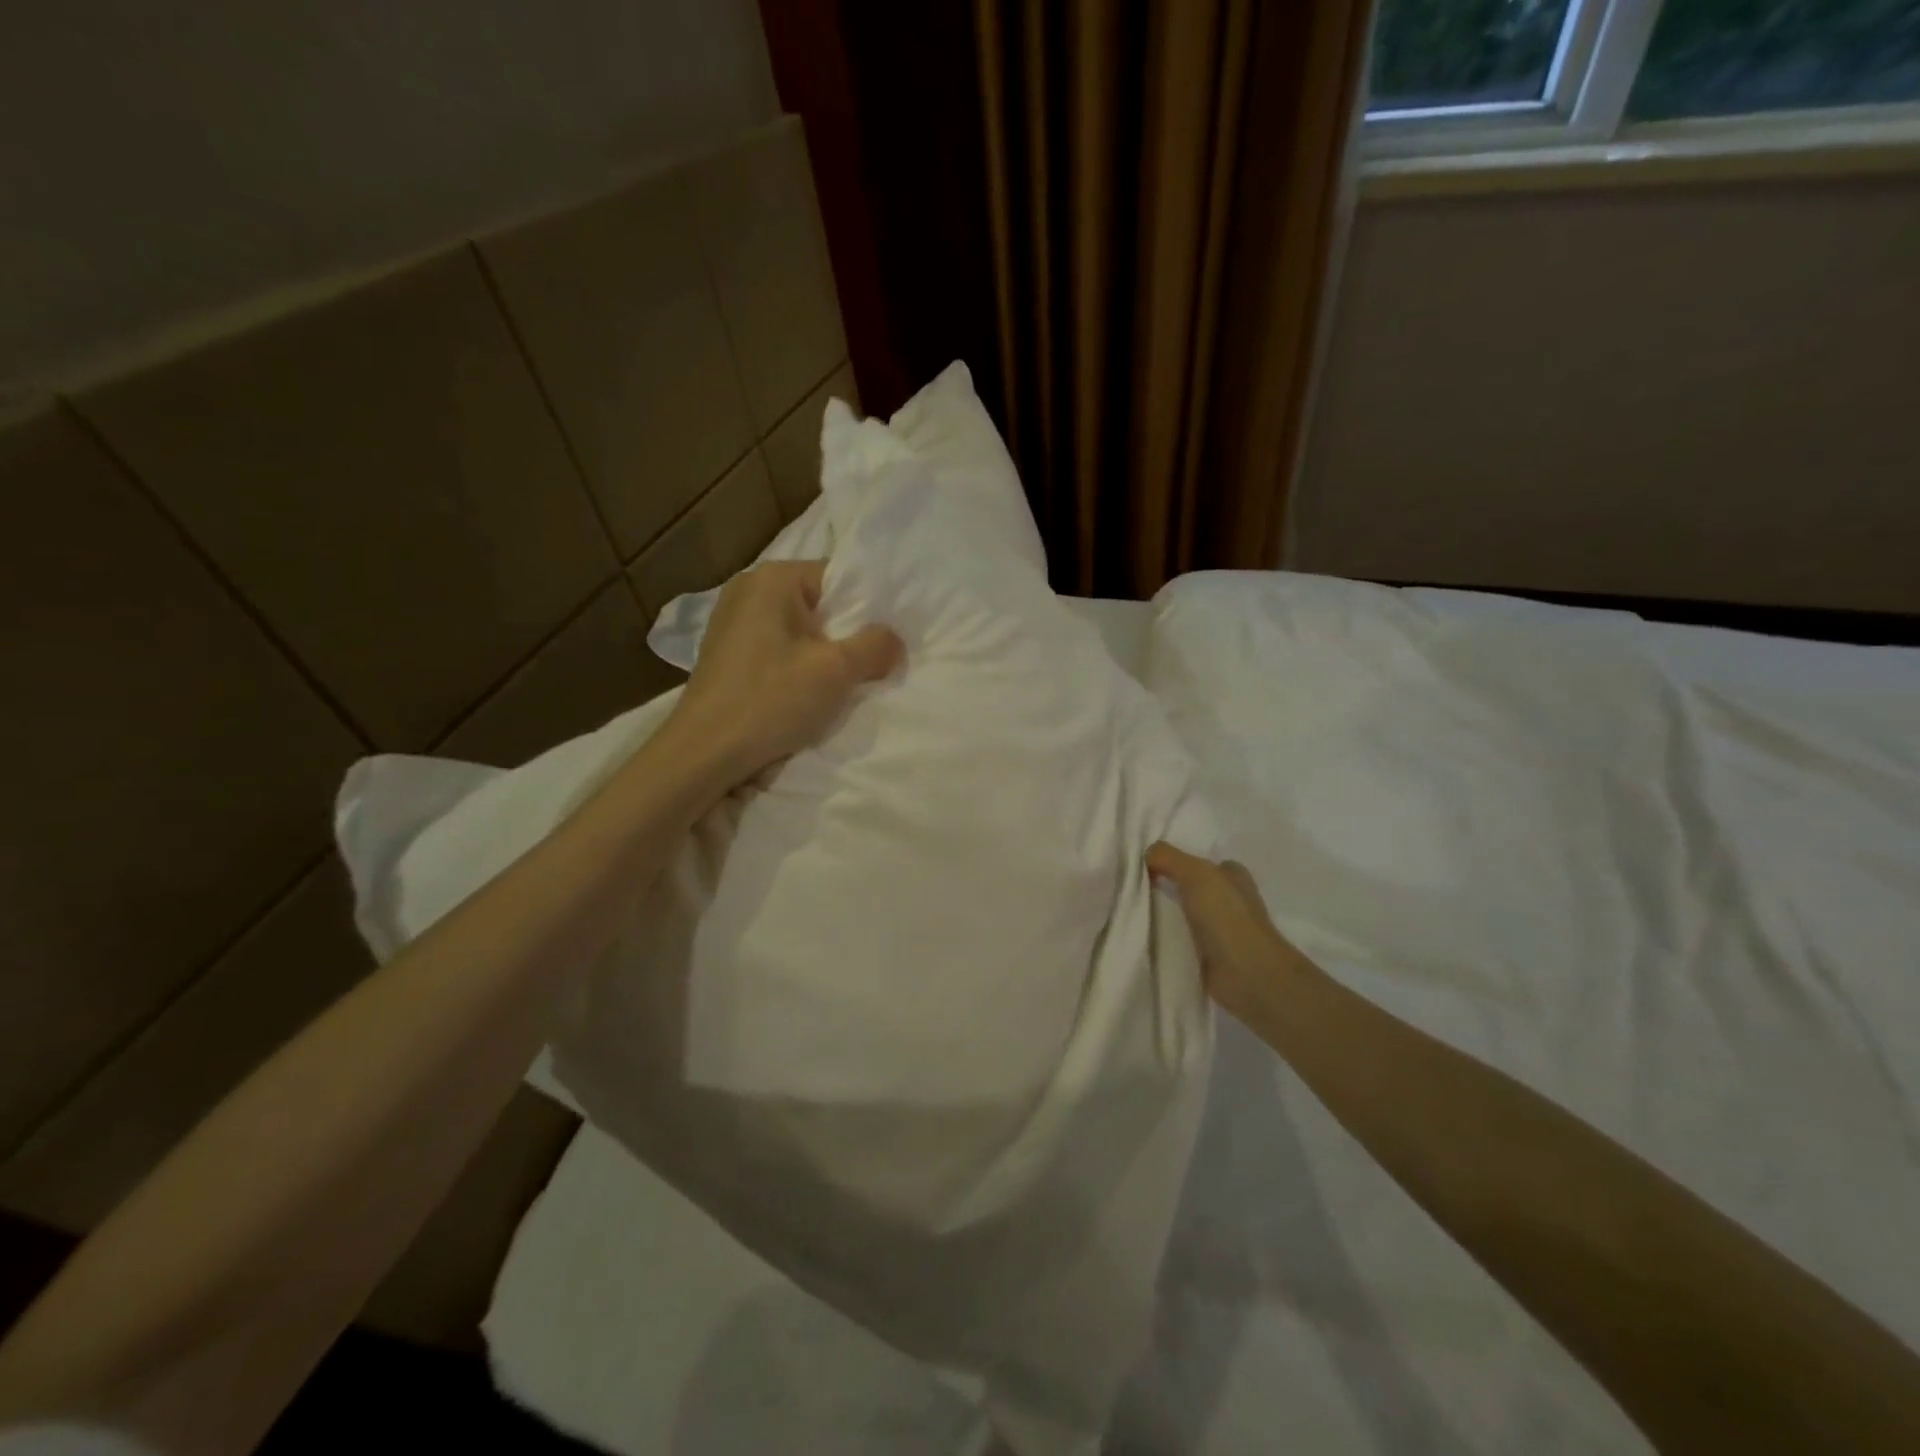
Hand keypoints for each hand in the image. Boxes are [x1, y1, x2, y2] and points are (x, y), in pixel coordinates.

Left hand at [667, 559, 902, 783]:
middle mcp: (748, 589)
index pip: (838, 577)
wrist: (704, 752)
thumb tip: (893, 639)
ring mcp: (731, 621)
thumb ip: (875, 646)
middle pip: (818, 604)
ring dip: (822, 655)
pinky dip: (796, 667)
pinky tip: (804, 695)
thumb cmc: (771, 699)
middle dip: (846, 634)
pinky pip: (777, 649)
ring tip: (840, 684)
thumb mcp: (837, 671)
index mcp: (773, 578)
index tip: (886, 640)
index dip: (868, 608)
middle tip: (871, 666)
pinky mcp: (726, 653)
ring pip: (798, 631)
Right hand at [1146, 842, 1299, 1021]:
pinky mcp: (1212, 957)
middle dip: (1168, 888)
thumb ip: (1167, 857)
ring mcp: (1222, 930)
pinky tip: (1146, 936)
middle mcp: (1230, 900)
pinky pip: (1183, 940)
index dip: (1176, 863)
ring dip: (1166, 915)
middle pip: (1192, 889)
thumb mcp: (1194, 873)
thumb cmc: (1226, 916)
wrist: (1247, 974)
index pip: (1202, 863)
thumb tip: (1146, 855)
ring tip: (1132, 912)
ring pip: (1186, 914)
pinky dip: (1168, 939)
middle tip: (1133, 889)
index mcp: (1233, 876)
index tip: (1145, 867)